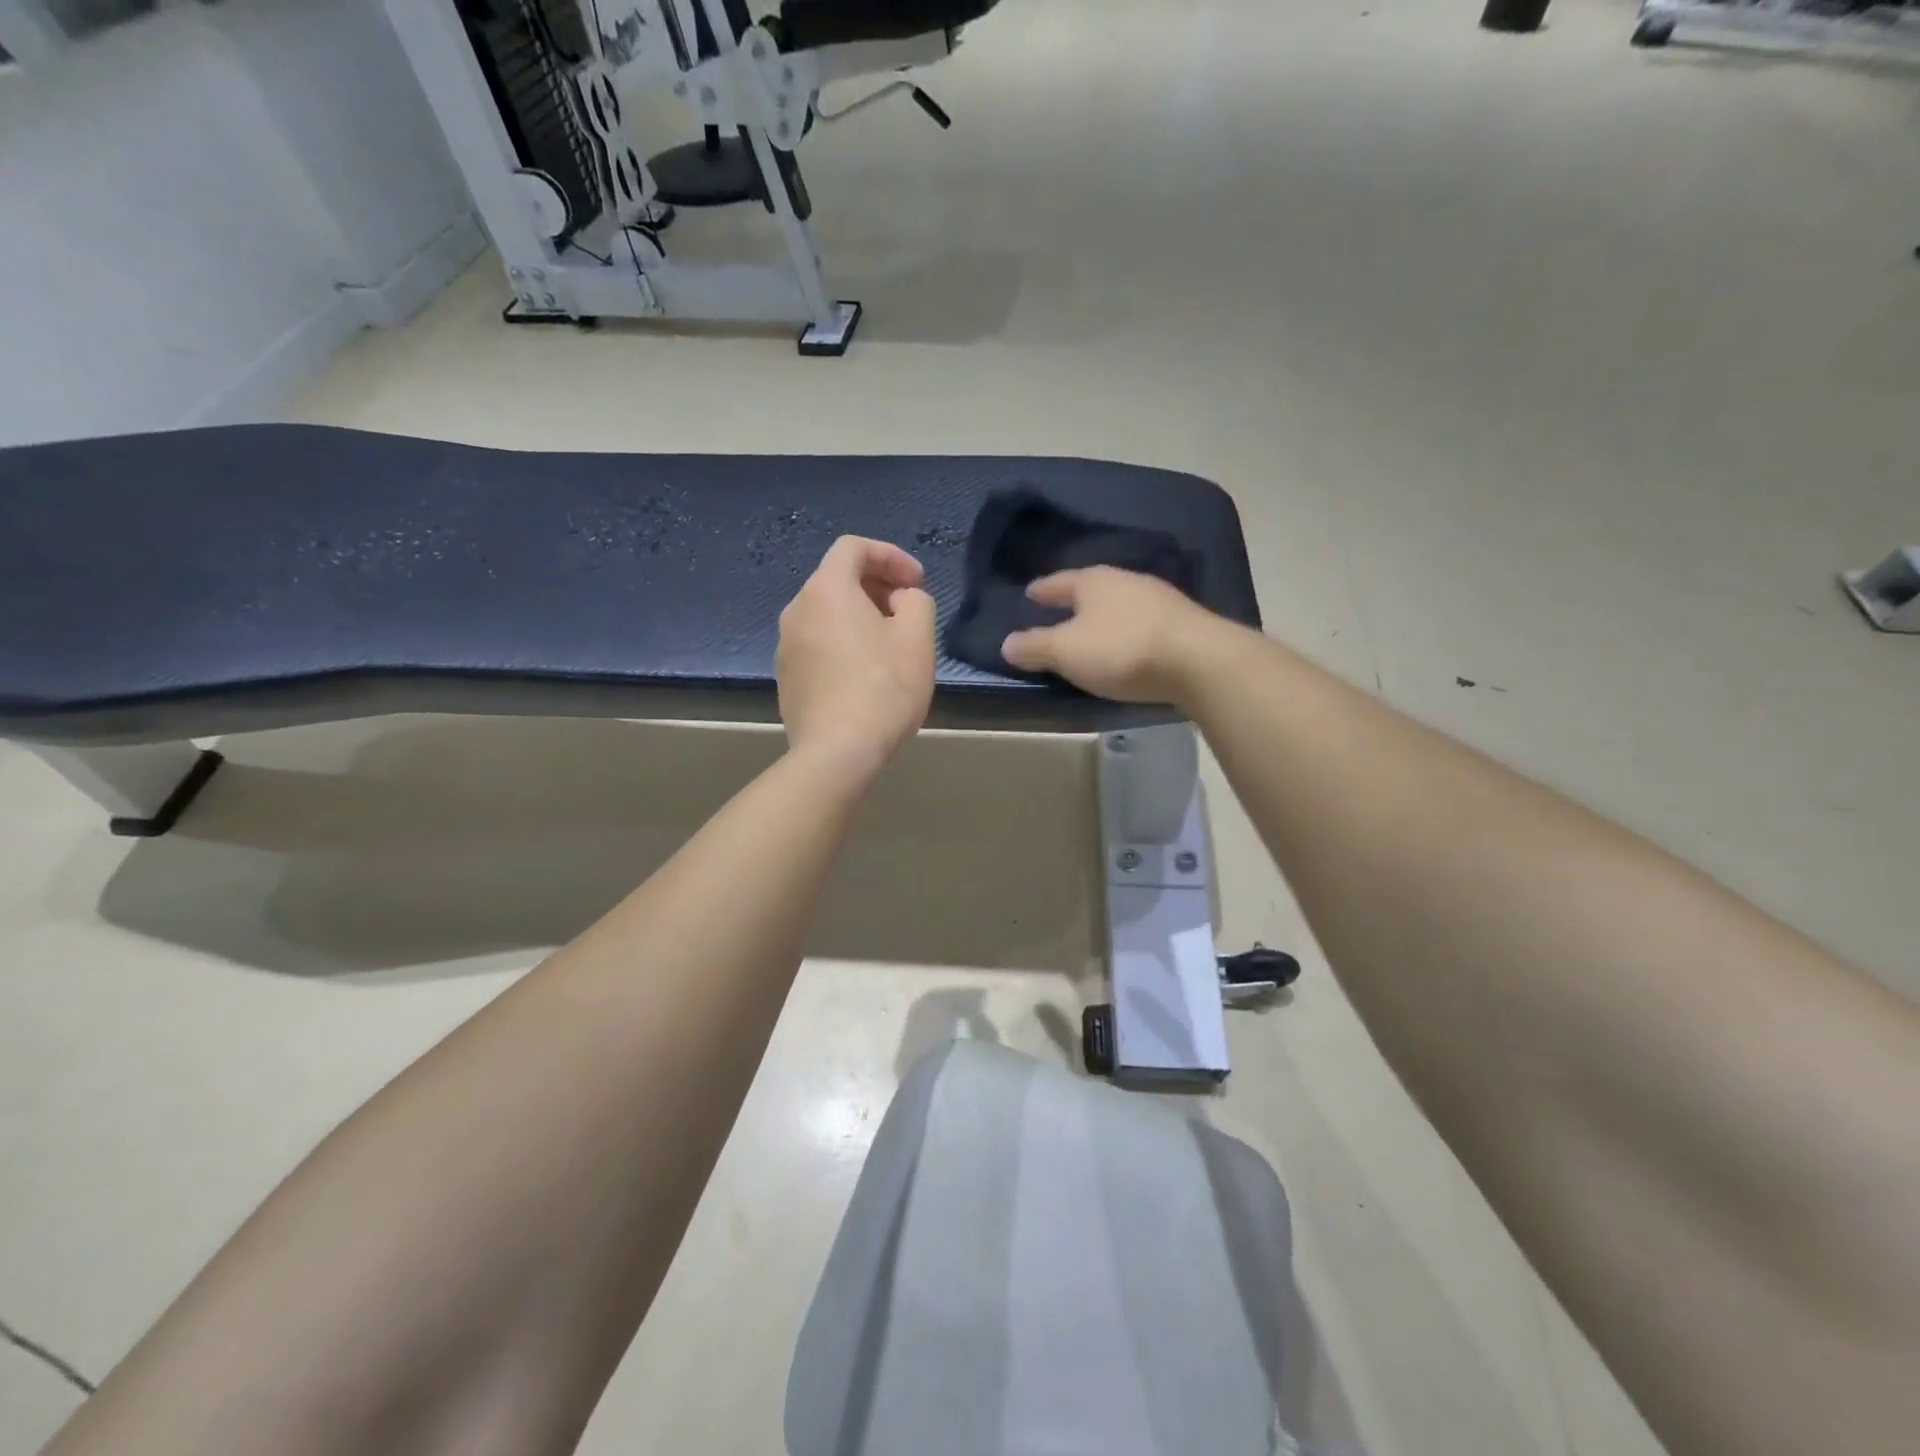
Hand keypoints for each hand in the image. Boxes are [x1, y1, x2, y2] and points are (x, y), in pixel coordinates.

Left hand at [777, 536, 935, 777]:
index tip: (917, 582)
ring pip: (827, 614)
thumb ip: (916, 601)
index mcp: (826, 590)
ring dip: (860, 618)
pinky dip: (843, 644)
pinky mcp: (787, 678)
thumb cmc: (883, 689)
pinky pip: (818, 644)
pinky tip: (865, 676)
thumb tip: (900, 600)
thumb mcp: (917, 637)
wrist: (837, 752)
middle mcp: (797, 610)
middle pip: (837, 580)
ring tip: (890, 646)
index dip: (891, 556)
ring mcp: (786, 646)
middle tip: (907, 613)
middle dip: (877, 587)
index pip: (854, 548)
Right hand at [1000, 567, 1217, 703]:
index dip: (1043, 589)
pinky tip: (1126, 644)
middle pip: (1092, 589)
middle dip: (1075, 601)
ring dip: (1104, 616)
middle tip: (1057, 611)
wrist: (1198, 661)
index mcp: (1094, 581)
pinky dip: (1127, 631)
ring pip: (1120, 605)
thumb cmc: (1121, 649)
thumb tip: (1006, 643)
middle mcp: (1126, 581)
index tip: (1030, 593)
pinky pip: (1142, 623)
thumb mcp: (1066, 651)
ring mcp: (1159, 600)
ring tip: (1091, 631)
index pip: (1059, 582)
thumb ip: (1035, 646)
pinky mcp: (1182, 623)